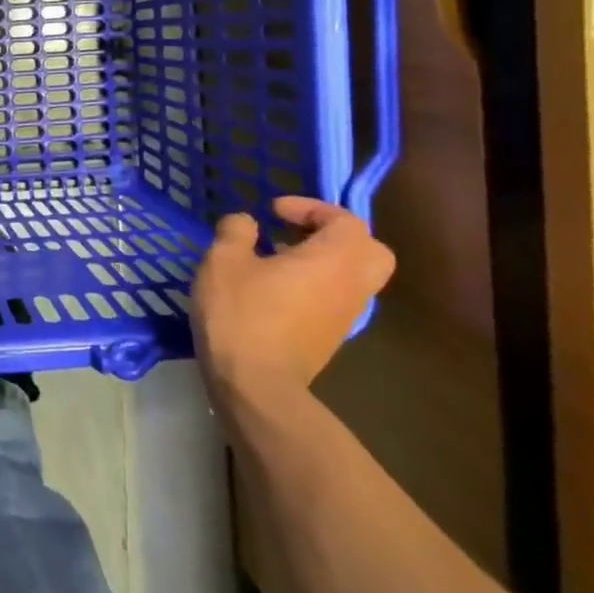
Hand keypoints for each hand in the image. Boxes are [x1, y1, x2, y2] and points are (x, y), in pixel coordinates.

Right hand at [191, 197, 394, 405]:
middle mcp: (352, 286)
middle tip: (298, 233)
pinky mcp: (332, 338)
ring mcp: (346, 316)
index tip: (274, 212)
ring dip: (324, 261)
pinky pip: (337, 298)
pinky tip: (276, 290)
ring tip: (279, 259)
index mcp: (334, 260)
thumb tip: (247, 223)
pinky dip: (317, 285)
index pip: (345, 220)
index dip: (311, 207)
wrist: (255, 384)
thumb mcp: (223, 260)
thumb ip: (237, 231)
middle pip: (370, 251)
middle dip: (336, 235)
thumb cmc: (242, 313)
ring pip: (354, 277)